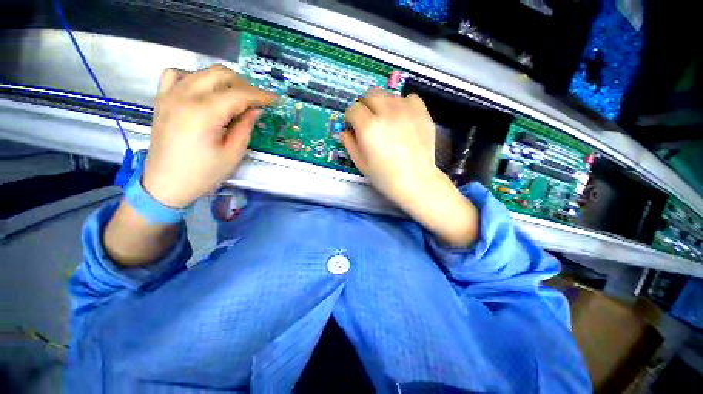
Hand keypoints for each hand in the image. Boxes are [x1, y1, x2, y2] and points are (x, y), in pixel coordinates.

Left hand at [143, 64, 276, 207]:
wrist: (165, 185)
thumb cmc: (203, 174)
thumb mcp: (232, 154)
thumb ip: (245, 127)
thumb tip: (255, 109)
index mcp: (203, 114)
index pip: (238, 94)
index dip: (259, 95)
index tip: (274, 99)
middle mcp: (184, 96)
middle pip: (220, 74)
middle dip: (244, 85)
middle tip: (257, 101)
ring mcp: (169, 95)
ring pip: (202, 72)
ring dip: (224, 81)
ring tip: (236, 97)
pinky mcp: (162, 99)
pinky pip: (177, 75)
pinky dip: (196, 77)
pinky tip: (204, 91)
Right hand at [343, 89, 438, 204]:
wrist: (415, 181)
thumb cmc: (385, 177)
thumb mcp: (360, 163)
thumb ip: (349, 144)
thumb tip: (345, 131)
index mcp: (368, 126)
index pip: (353, 109)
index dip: (351, 117)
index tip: (353, 126)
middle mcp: (386, 112)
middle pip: (370, 95)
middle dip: (365, 106)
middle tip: (368, 121)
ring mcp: (406, 111)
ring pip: (389, 95)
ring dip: (383, 105)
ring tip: (387, 121)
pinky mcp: (422, 113)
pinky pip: (410, 98)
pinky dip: (404, 105)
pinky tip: (403, 118)